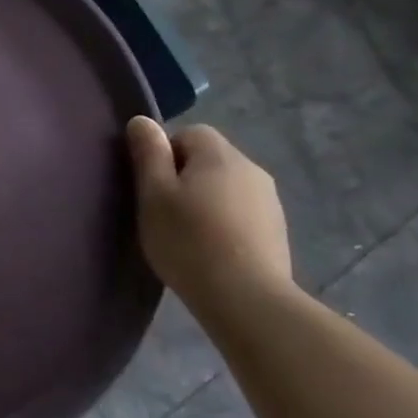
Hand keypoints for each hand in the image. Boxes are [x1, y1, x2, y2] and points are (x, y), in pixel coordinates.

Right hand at [126, 117, 292, 311]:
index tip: (150, 186)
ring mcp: (269, 199)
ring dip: (204, 200)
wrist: (245, 297)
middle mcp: (251, 168)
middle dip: (184, 176)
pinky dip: (223, 221)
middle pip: (209, 158)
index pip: (189, 132)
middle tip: (162, 211)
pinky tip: (209, 248)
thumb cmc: (188, 240)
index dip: (164, 154)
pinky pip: (240, 211)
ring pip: (226, 186)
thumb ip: (148, 153)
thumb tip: (142, 120)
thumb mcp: (153, 194)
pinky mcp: (276, 229)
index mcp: (219, 155)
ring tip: (185, 233)